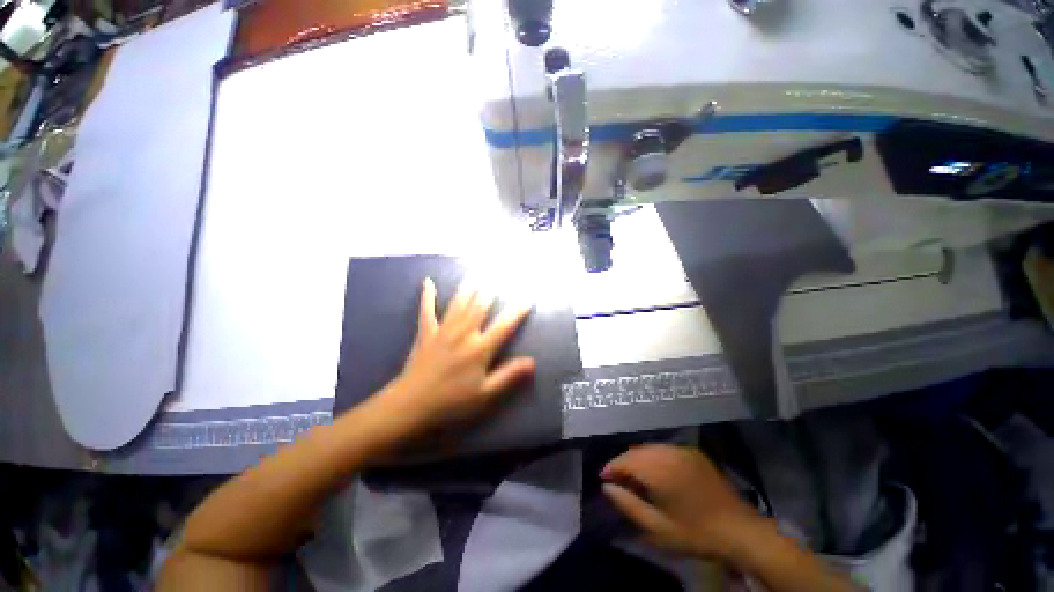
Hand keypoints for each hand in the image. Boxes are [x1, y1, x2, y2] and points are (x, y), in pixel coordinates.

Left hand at [379, 278, 535, 434]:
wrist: (411, 404)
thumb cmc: (452, 401)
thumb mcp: (485, 393)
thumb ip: (508, 375)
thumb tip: (532, 362)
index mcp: (480, 349)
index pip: (504, 326)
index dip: (517, 312)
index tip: (527, 300)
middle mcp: (464, 333)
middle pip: (480, 307)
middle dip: (491, 292)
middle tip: (498, 276)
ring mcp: (443, 330)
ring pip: (459, 304)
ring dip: (468, 288)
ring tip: (475, 273)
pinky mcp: (426, 332)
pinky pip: (427, 310)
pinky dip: (427, 296)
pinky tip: (427, 282)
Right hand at [601, 445, 765, 560]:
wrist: (740, 530)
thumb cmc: (695, 533)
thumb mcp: (657, 528)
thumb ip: (628, 505)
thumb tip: (606, 487)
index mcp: (659, 470)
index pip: (626, 460)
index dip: (611, 468)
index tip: (603, 479)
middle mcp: (669, 453)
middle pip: (636, 451)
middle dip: (623, 463)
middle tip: (617, 481)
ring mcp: (683, 450)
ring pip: (650, 448)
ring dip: (637, 459)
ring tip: (634, 478)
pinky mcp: (693, 453)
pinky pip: (664, 449)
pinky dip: (653, 457)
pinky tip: (655, 472)